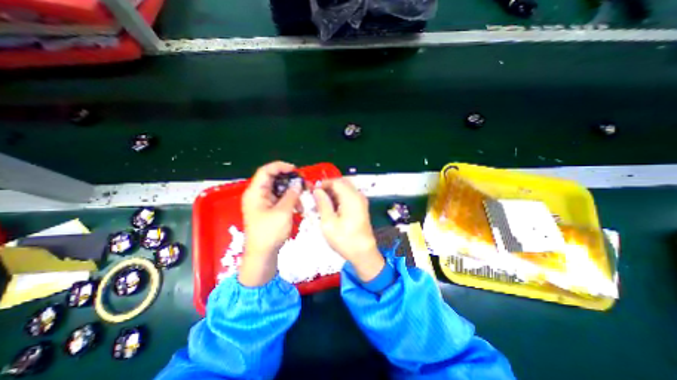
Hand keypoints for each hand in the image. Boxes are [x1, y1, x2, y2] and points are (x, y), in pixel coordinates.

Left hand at [237, 160, 300, 287]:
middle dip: (290, 180)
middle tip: (304, 184)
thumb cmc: (270, 233)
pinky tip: (299, 207)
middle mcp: (258, 195)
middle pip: (274, 179)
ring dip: (292, 192)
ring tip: (304, 198)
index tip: (296, 170)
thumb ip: (292, 195)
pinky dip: (290, 200)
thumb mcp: (283, 212)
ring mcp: (263, 203)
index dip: (281, 167)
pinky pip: (280, 199)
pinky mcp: (269, 210)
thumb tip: (298, 183)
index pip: (266, 171)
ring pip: (279, 190)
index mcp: (256, 192)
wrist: (262, 255)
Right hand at [313, 178, 385, 281]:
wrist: (363, 253)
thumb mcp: (329, 223)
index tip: (312, 190)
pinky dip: (338, 198)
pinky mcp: (360, 207)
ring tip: (320, 203)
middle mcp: (358, 196)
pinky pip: (348, 196)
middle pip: (341, 183)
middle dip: (327, 187)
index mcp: (351, 198)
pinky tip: (329, 208)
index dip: (323, 183)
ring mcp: (361, 201)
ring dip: (332, 193)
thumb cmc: (345, 239)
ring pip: (344, 189)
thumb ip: (322, 204)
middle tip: (315, 196)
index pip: (336, 181)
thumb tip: (316, 190)